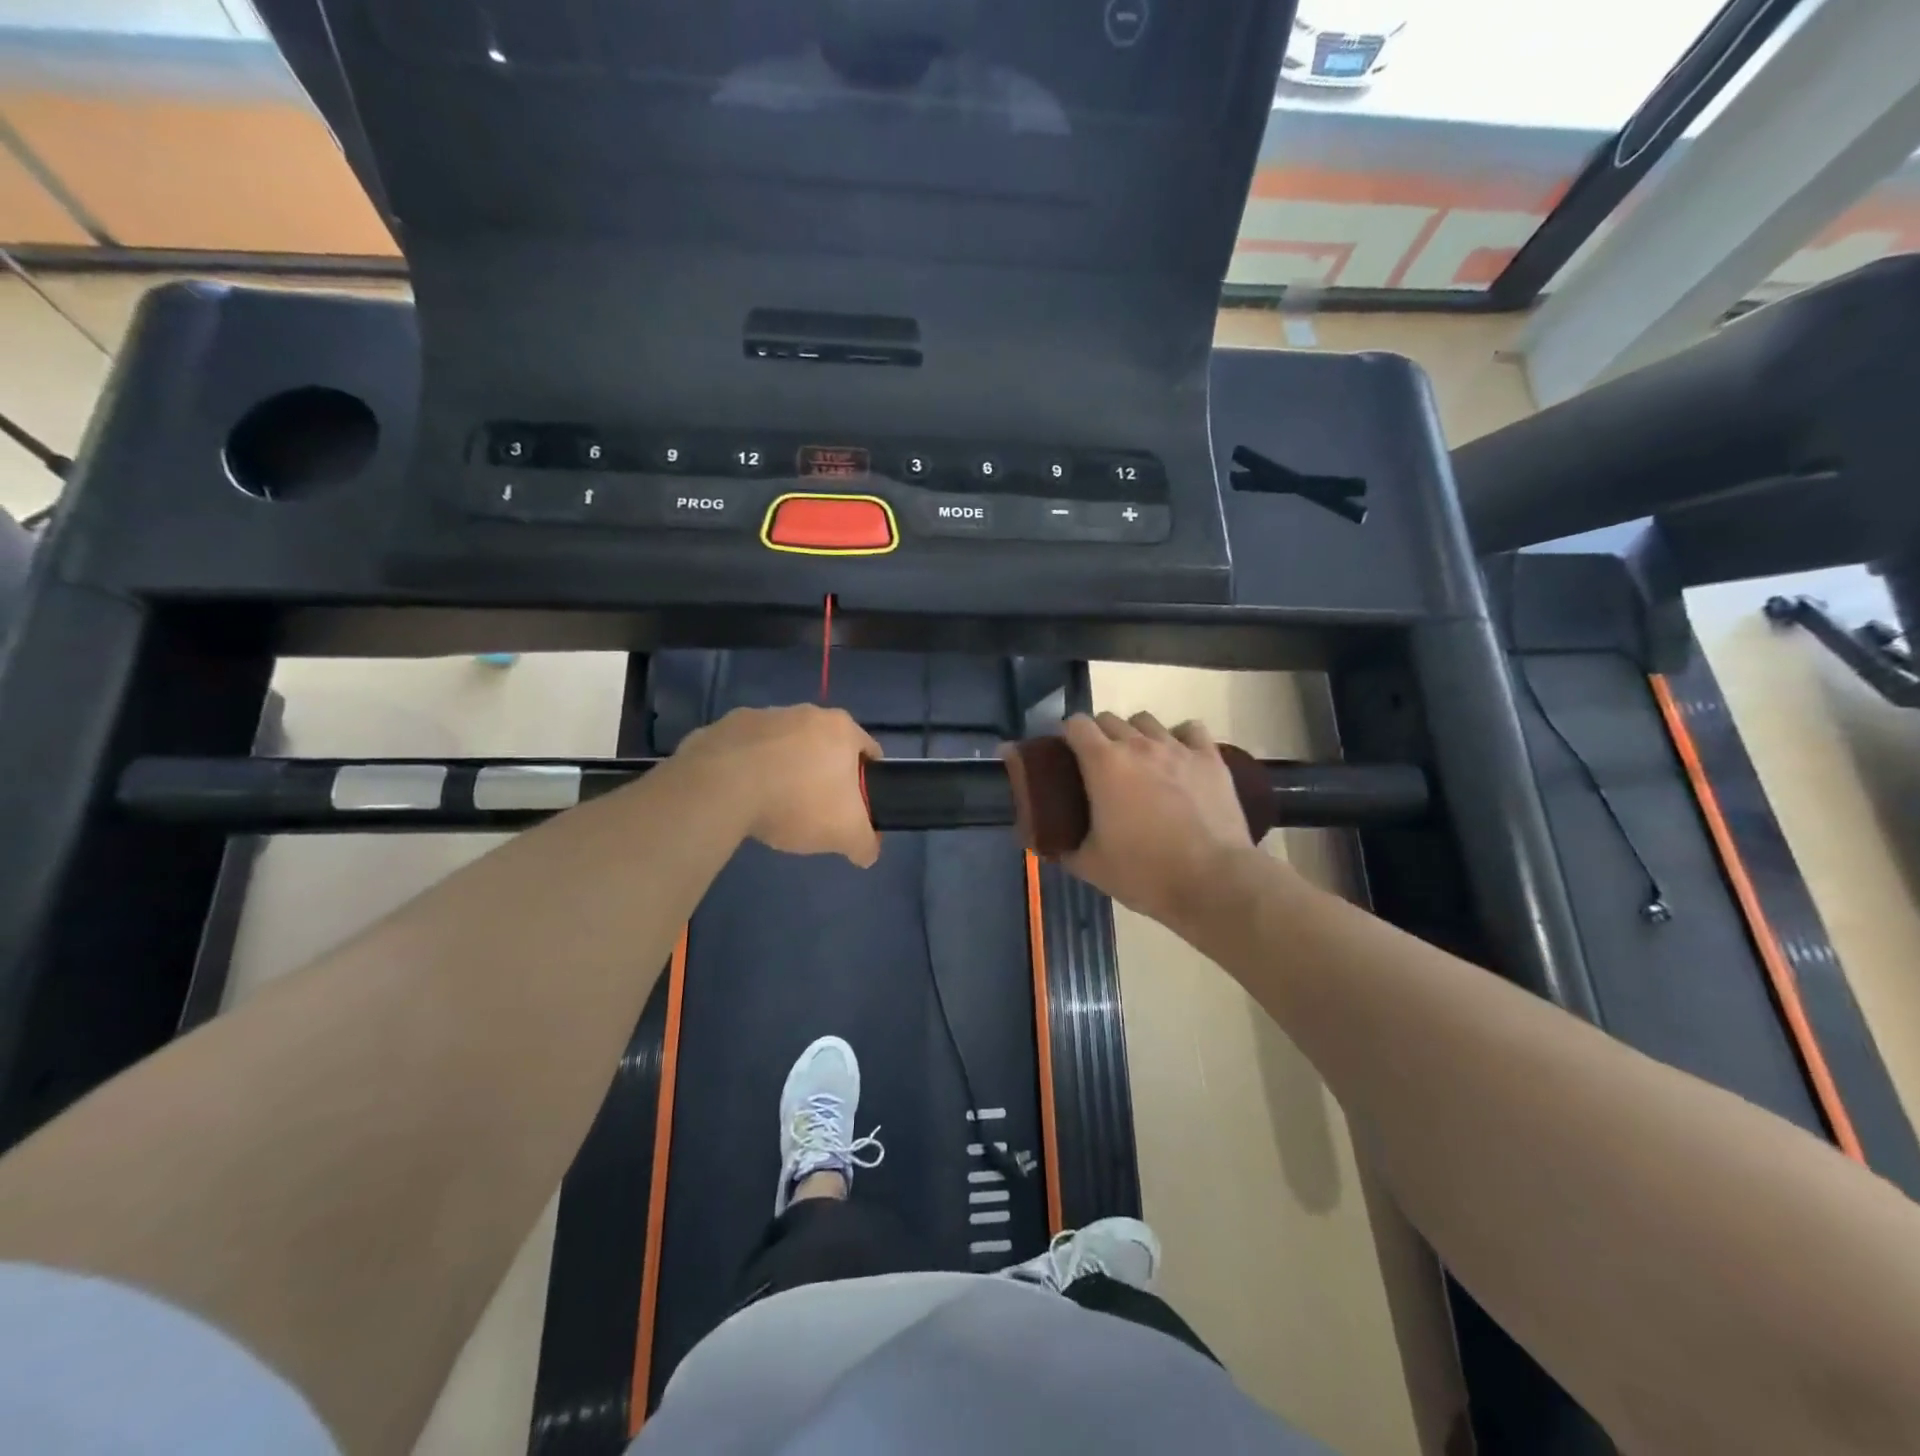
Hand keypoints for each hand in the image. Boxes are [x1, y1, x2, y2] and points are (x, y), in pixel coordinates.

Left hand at [675, 705, 883, 866]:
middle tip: (814, 809)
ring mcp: (761, 715)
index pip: (868, 750)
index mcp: (840, 728)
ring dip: (782, 768)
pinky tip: (739, 795)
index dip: (867, 779)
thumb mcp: (845, 834)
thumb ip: (865, 843)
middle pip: (823, 746)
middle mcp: (804, 712)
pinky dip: (745, 768)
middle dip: (822, 773)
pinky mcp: (723, 727)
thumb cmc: (797, 801)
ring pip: (782, 745)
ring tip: (771, 804)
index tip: (856, 805)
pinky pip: (743, 750)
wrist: (721, 788)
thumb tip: (867, 852)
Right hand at [1056, 712, 1255, 926]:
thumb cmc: (1144, 872)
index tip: (1067, 757)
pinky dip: (1179, 738)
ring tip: (1139, 762)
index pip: (1076, 724)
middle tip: (1099, 768)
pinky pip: (1190, 729)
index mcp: (1103, 763)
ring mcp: (1178, 748)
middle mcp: (1139, 744)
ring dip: (1136, 734)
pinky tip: (1178, 758)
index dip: (1067, 737)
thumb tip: (1047, 843)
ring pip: (1147, 720)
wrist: (1212, 882)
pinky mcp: (1210, 758)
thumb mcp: (1089, 865)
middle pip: (1109, 719)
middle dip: (1098, 736)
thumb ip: (1062, 847)